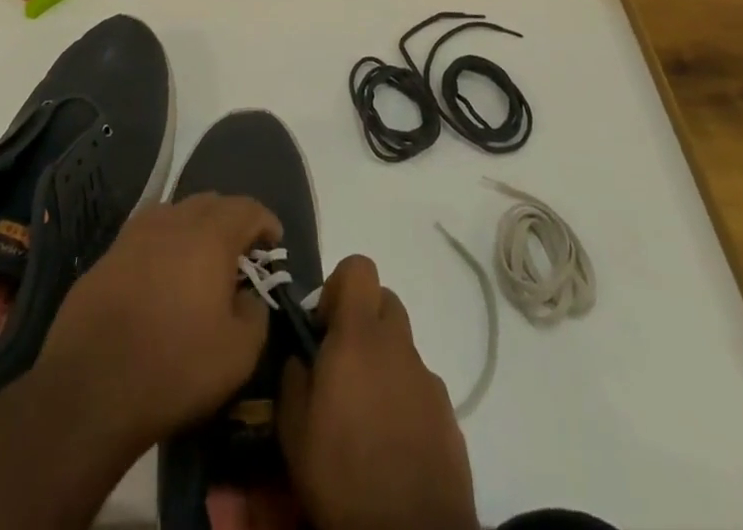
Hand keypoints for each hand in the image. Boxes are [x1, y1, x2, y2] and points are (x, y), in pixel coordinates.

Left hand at [37, 192, 281, 449]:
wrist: (88, 390)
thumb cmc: (174, 368)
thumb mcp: (238, 354)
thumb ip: (256, 315)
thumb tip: (249, 296)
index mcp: (210, 235)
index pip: (247, 208)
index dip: (265, 222)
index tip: (274, 244)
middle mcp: (173, 221)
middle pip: (211, 203)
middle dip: (231, 222)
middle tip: (240, 255)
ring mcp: (135, 235)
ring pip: (175, 214)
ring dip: (194, 229)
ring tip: (199, 262)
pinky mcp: (107, 256)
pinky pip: (146, 236)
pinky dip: (162, 246)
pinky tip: (161, 277)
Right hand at [279, 255, 479, 529]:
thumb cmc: (344, 476)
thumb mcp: (294, 430)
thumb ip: (294, 378)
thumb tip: (301, 356)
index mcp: (359, 336)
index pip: (359, 267)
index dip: (339, 286)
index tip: (323, 326)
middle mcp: (398, 345)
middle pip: (384, 303)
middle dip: (362, 322)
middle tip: (342, 366)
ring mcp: (428, 378)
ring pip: (402, 348)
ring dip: (383, 364)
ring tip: (364, 415)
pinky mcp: (449, 414)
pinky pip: (420, 387)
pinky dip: (404, 400)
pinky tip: (391, 443)